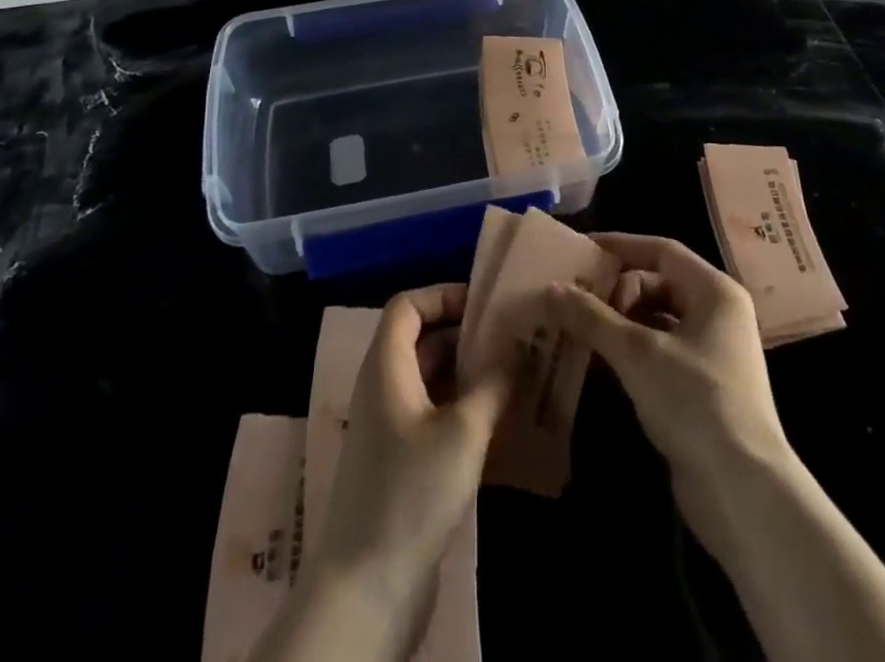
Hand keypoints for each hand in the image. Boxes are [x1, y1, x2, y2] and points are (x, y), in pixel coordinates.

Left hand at [309, 285, 511, 606]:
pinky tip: (497, 420)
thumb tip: (517, 347)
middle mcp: (382, 387)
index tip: (485, 305)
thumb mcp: (464, 432)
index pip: (407, 305)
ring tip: (514, 373)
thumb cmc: (412, 493)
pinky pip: (431, 413)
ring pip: (429, 378)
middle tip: (512, 337)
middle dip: (464, 334)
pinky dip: (460, 406)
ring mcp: (388, 426)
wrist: (366, 589)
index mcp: (386, 367)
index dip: (443, 295)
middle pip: (420, 339)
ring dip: (467, 372)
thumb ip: (493, 383)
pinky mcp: (399, 461)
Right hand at [545, 234, 790, 539]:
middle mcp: (717, 314)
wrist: (744, 491)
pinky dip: (630, 352)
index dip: (620, 246)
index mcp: (714, 291)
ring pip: (656, 320)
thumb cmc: (695, 401)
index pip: (661, 251)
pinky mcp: (702, 388)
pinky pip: (659, 352)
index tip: (581, 249)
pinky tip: (599, 363)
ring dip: (619, 323)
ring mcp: (711, 352)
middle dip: (615, 291)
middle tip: (574, 300)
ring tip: (577, 329)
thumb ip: (593, 317)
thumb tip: (551, 288)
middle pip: (658, 283)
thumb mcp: (637, 353)